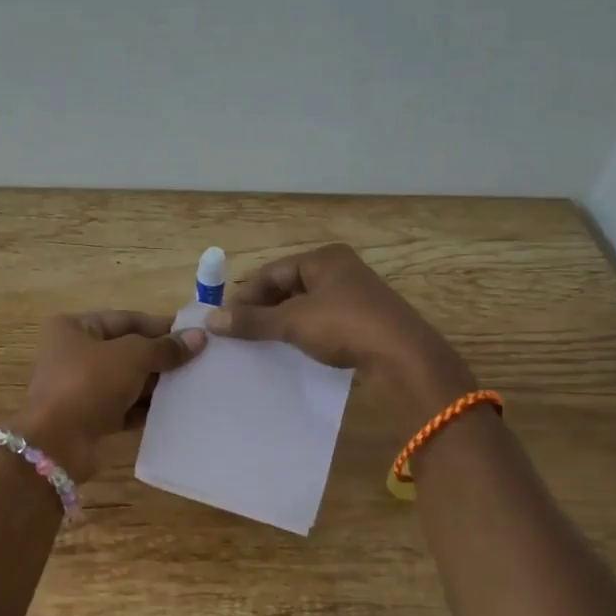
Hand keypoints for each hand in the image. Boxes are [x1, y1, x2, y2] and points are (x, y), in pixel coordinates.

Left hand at [14, 312, 206, 480]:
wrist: (57, 443)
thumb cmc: (89, 384)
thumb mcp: (132, 357)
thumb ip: (165, 347)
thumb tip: (199, 337)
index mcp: (74, 328)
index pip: (126, 320)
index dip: (161, 326)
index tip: (194, 334)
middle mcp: (74, 354)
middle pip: (127, 350)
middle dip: (160, 357)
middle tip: (199, 361)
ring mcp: (80, 388)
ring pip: (127, 380)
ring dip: (156, 384)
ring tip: (193, 385)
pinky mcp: (89, 418)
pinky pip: (124, 407)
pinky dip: (146, 408)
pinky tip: (175, 410)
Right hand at [207, 244, 471, 417]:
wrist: (403, 357)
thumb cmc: (344, 326)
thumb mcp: (293, 322)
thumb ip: (252, 320)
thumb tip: (211, 319)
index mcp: (323, 258)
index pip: (272, 272)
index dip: (246, 294)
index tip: (225, 320)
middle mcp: (340, 269)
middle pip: (288, 286)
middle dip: (263, 309)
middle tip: (240, 334)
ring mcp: (355, 295)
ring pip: (305, 305)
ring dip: (282, 323)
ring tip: (261, 344)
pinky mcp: (364, 319)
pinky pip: (323, 321)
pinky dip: (303, 333)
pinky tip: (292, 351)